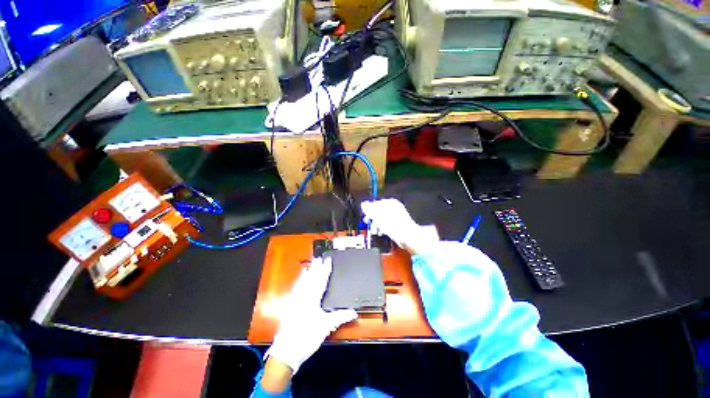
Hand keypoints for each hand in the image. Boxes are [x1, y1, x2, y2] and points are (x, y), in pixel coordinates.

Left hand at [265, 257, 356, 373]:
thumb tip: (354, 312)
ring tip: (311, 265)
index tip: (328, 261)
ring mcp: (295, 300)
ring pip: (303, 282)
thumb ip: (340, 317)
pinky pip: (296, 288)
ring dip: (308, 273)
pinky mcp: (290, 305)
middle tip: (319, 258)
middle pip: (311, 279)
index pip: (321, 281)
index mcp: (313, 299)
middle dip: (316, 268)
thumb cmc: (307, 337)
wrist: (287, 350)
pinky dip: (299, 281)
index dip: (325, 270)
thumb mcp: (325, 327)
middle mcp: (303, 296)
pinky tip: (300, 278)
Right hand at [361, 198, 438, 253]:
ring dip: (376, 224)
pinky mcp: (397, 225)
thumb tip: (363, 204)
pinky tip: (381, 232)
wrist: (409, 238)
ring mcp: (396, 217)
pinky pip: (387, 225)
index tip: (365, 215)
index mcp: (391, 202)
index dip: (369, 209)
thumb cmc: (396, 225)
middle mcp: (394, 208)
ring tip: (375, 230)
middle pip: (378, 211)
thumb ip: (370, 209)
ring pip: (382, 218)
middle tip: (368, 222)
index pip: (376, 203)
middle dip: (372, 218)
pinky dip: (383, 228)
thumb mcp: (379, 215)